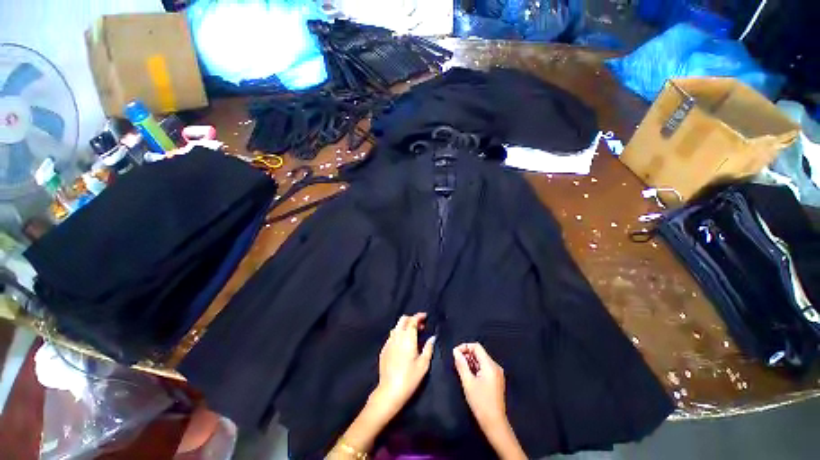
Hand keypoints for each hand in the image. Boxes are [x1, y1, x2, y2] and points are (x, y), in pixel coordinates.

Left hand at [370, 313, 435, 419]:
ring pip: (396, 327)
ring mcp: (389, 342)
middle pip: (403, 320)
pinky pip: (392, 336)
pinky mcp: (384, 349)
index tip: (425, 317)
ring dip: (405, 326)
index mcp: (407, 337)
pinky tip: (403, 344)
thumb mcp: (423, 364)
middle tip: (420, 326)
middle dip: (411, 319)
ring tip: (412, 335)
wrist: (390, 391)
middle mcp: (397, 336)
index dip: (419, 316)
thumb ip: (428, 348)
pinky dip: (399, 334)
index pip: (412, 320)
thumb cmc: (410, 378)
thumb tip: (432, 337)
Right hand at [453, 343, 507, 430]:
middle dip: (467, 355)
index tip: (455, 354)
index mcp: (490, 365)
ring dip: (471, 362)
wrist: (495, 423)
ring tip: (462, 370)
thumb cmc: (480, 402)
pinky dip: (476, 368)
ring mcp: (497, 374)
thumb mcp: (468, 382)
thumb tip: (455, 352)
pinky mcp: (497, 380)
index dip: (465, 347)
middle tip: (457, 363)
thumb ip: (461, 364)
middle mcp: (495, 366)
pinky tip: (470, 376)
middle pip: (479, 353)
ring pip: (482, 360)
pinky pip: (485, 368)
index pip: (476, 346)